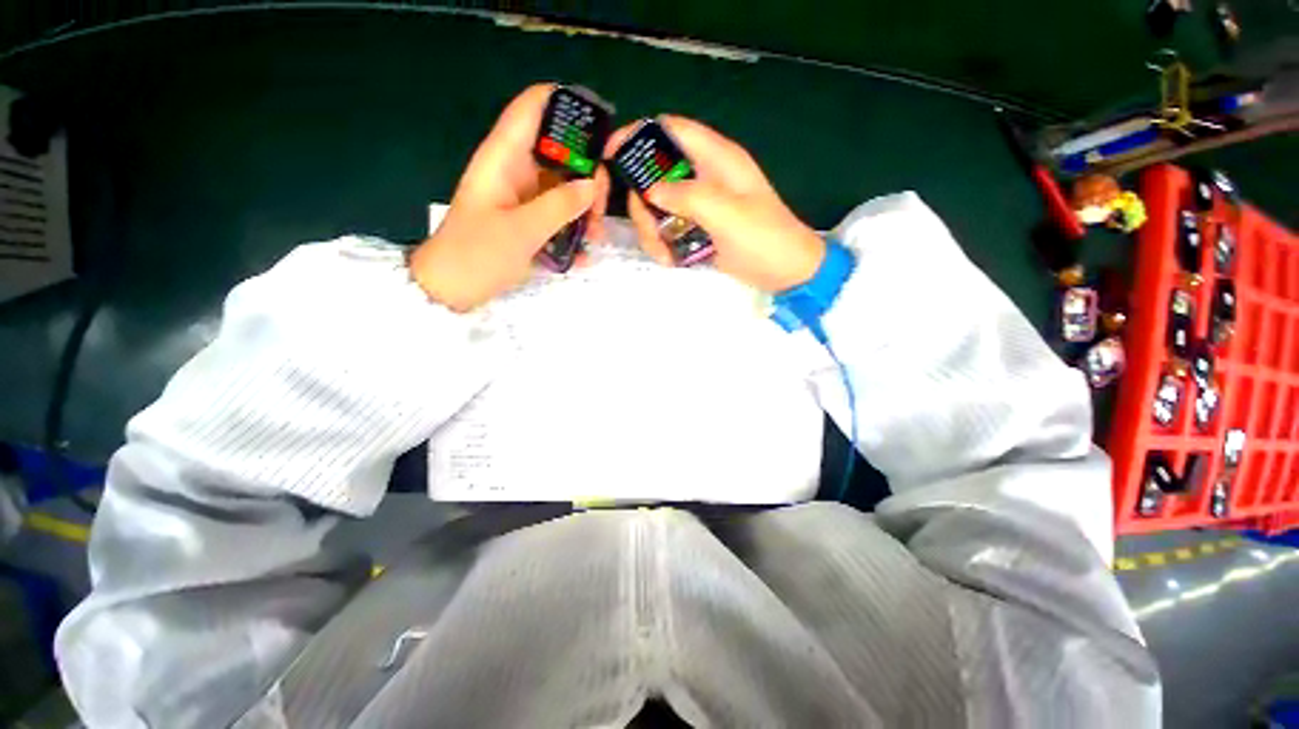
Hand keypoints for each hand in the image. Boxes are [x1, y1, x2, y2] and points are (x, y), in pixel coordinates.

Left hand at [410, 83, 610, 311]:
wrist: (452, 289)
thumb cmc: (477, 254)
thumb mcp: (522, 230)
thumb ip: (560, 205)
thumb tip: (593, 185)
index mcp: (504, 157)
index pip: (534, 108)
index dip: (567, 105)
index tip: (602, 126)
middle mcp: (516, 170)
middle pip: (560, 152)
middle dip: (587, 175)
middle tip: (600, 208)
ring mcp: (523, 197)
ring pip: (565, 187)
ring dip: (586, 209)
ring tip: (597, 237)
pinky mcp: (528, 220)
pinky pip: (559, 215)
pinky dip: (574, 230)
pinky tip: (584, 254)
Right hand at [607, 116, 824, 292]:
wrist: (785, 273)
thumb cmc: (764, 238)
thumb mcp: (727, 214)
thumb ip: (687, 197)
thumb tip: (649, 191)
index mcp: (716, 159)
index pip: (670, 129)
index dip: (638, 135)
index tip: (611, 155)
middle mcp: (703, 176)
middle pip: (654, 175)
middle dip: (642, 204)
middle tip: (649, 230)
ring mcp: (698, 205)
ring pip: (656, 206)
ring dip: (651, 230)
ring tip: (665, 254)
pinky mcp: (697, 228)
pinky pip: (667, 229)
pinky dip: (662, 244)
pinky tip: (671, 260)